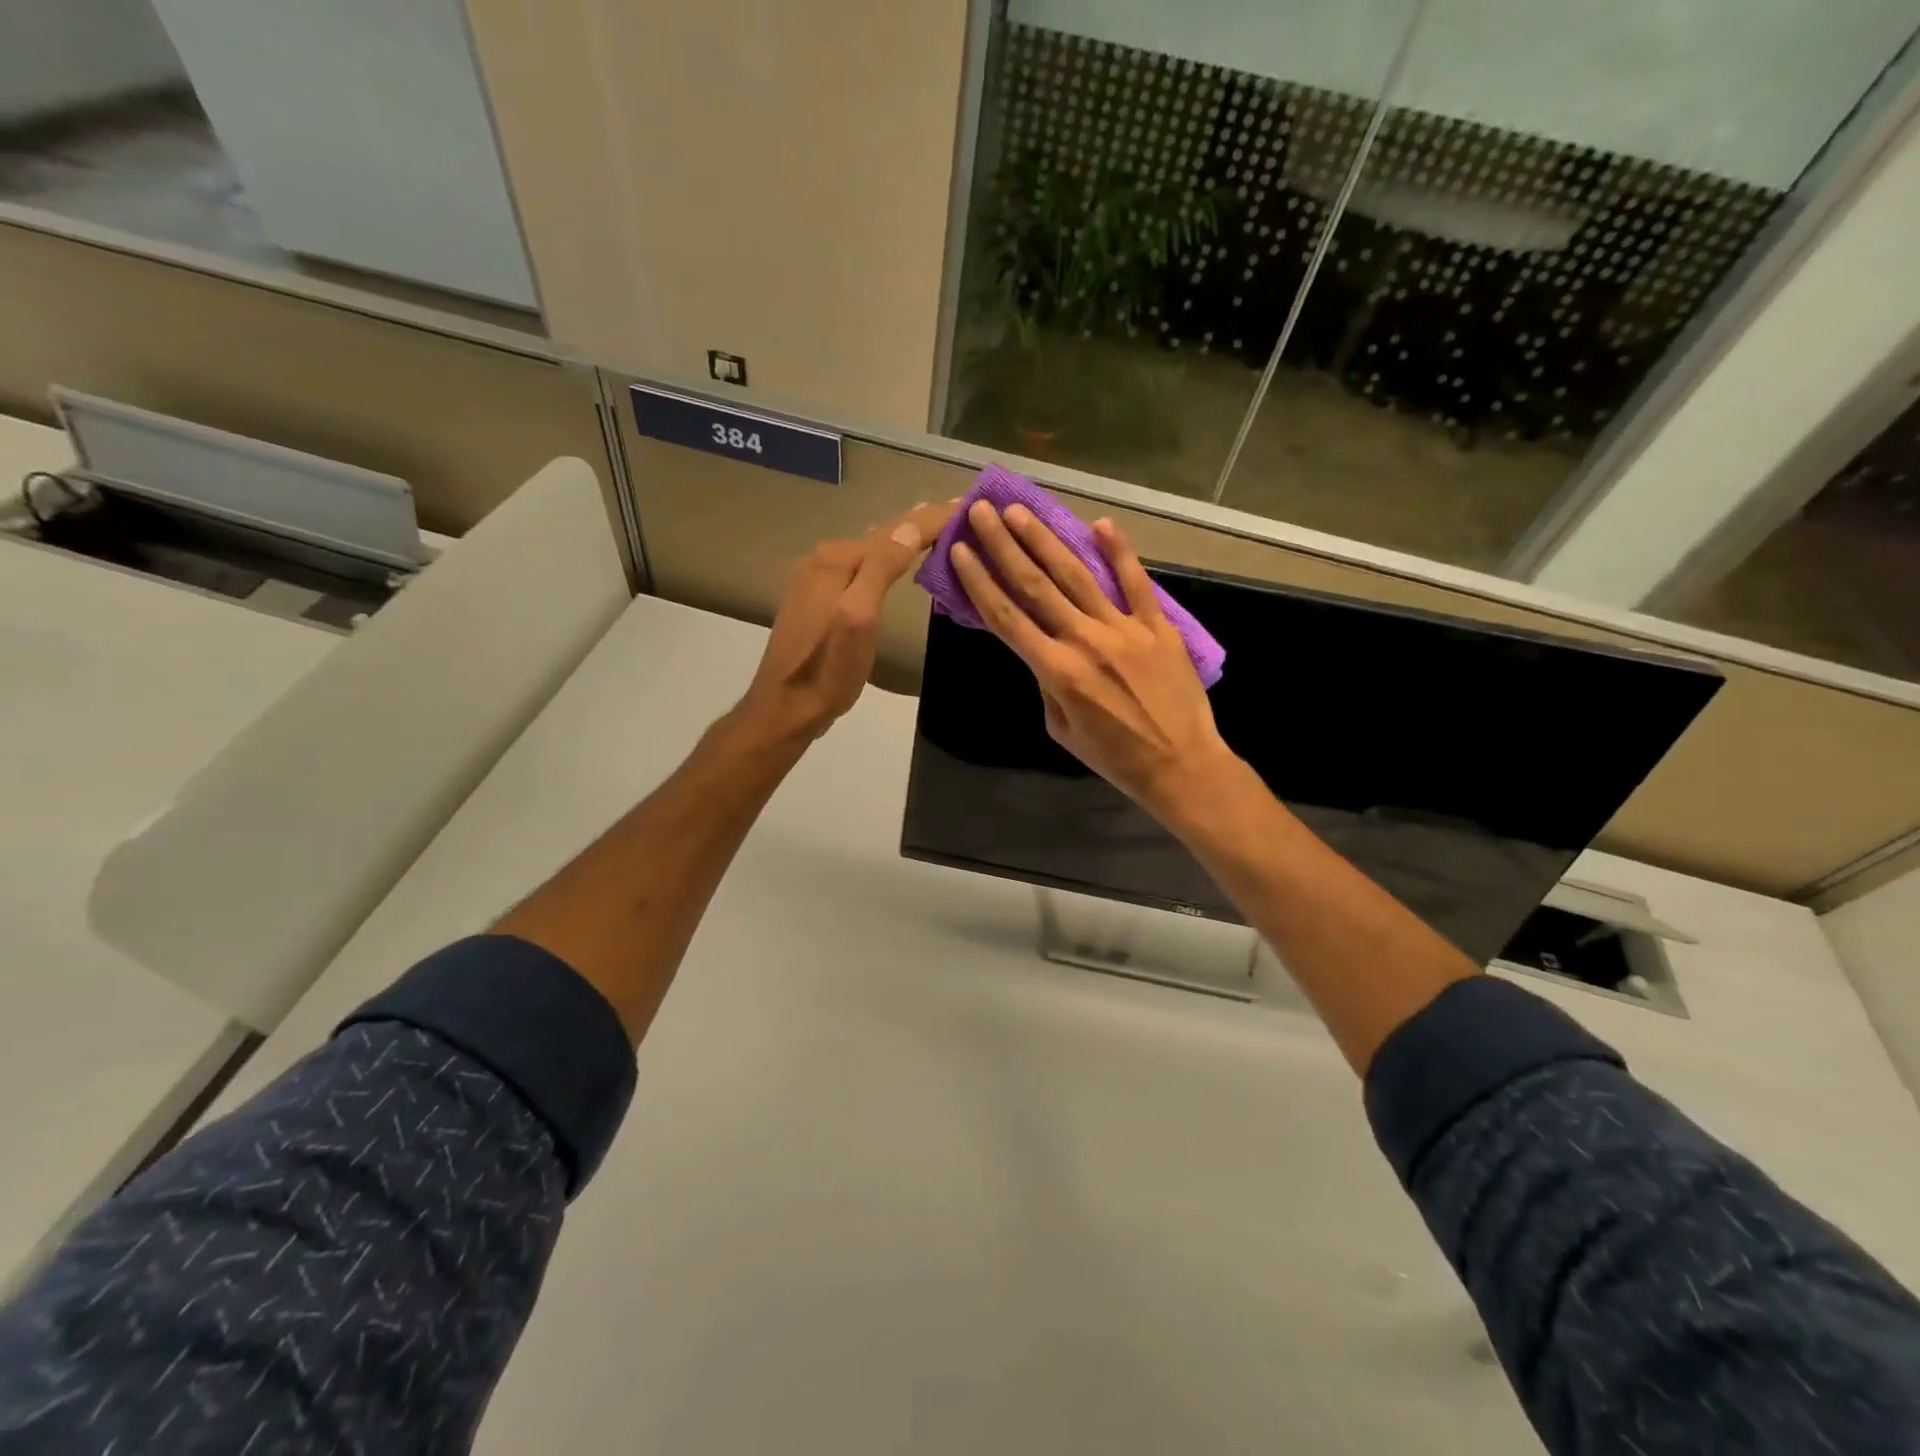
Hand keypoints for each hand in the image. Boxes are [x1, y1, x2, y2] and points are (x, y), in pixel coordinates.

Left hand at [737, 500, 955, 742]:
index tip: (968, 502)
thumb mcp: (859, 618)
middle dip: (918, 524)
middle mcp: (822, 560)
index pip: (894, 530)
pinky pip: (857, 567)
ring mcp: (814, 580)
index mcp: (836, 561)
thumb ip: (881, 569)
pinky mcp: (814, 600)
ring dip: (900, 539)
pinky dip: (883, 558)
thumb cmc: (828, 669)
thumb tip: (911, 526)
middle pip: (880, 535)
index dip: (932, 518)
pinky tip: (893, 560)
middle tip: (957, 512)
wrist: (785, 707)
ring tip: (932, 528)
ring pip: (868, 550)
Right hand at [949, 500, 1240, 825]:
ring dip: (1045, 540)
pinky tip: (1100, 524)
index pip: (1007, 618)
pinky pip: (1136, 583)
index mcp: (1056, 671)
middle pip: (1036, 585)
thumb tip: (1043, 652)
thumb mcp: (1062, 730)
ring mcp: (1124, 629)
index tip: (960, 551)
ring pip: (1077, 575)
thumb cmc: (1115, 757)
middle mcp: (1085, 641)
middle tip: (982, 512)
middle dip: (1004, 546)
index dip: (980, 582)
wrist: (1180, 765)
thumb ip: (1047, 685)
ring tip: (1020, 512)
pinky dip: (1120, 552)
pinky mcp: (1157, 626)